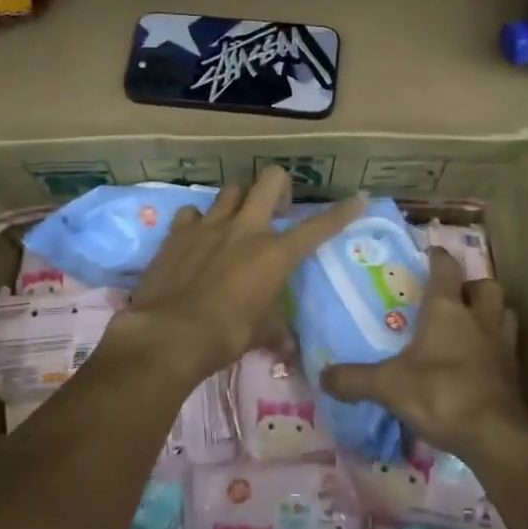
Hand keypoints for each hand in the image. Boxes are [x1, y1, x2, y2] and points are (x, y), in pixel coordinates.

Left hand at [112, 168, 365, 383]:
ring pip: (231, 190)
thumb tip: (290, 348)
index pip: (318, 227)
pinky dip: (198, 221)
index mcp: (274, 254)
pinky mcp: (177, 232)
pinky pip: (192, 213)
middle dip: (280, 187)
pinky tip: (197, 238)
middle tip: (277, 209)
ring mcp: (208, 226)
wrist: (169, 335)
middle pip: (270, 180)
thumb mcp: (260, 335)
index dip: (342, 212)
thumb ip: (277, 332)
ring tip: (236, 222)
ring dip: (239, 202)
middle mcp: (245, 229)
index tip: (358, 199)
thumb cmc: (225, 336)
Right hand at [321, 248, 527, 460]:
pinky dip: (496, 349)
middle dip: (472, 286)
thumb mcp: (387, 386)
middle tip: (455, 297)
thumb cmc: (439, 393)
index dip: (438, 257)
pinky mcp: (514, 374)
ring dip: (491, 314)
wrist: (493, 434)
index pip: (446, 269)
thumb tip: (322, 377)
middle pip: (486, 287)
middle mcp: (479, 319)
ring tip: (472, 325)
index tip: (431, 252)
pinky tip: (480, 362)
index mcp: (447, 310)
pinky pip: (508, 349)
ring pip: (505, 314)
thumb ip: (353, 379)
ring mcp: (502, 346)